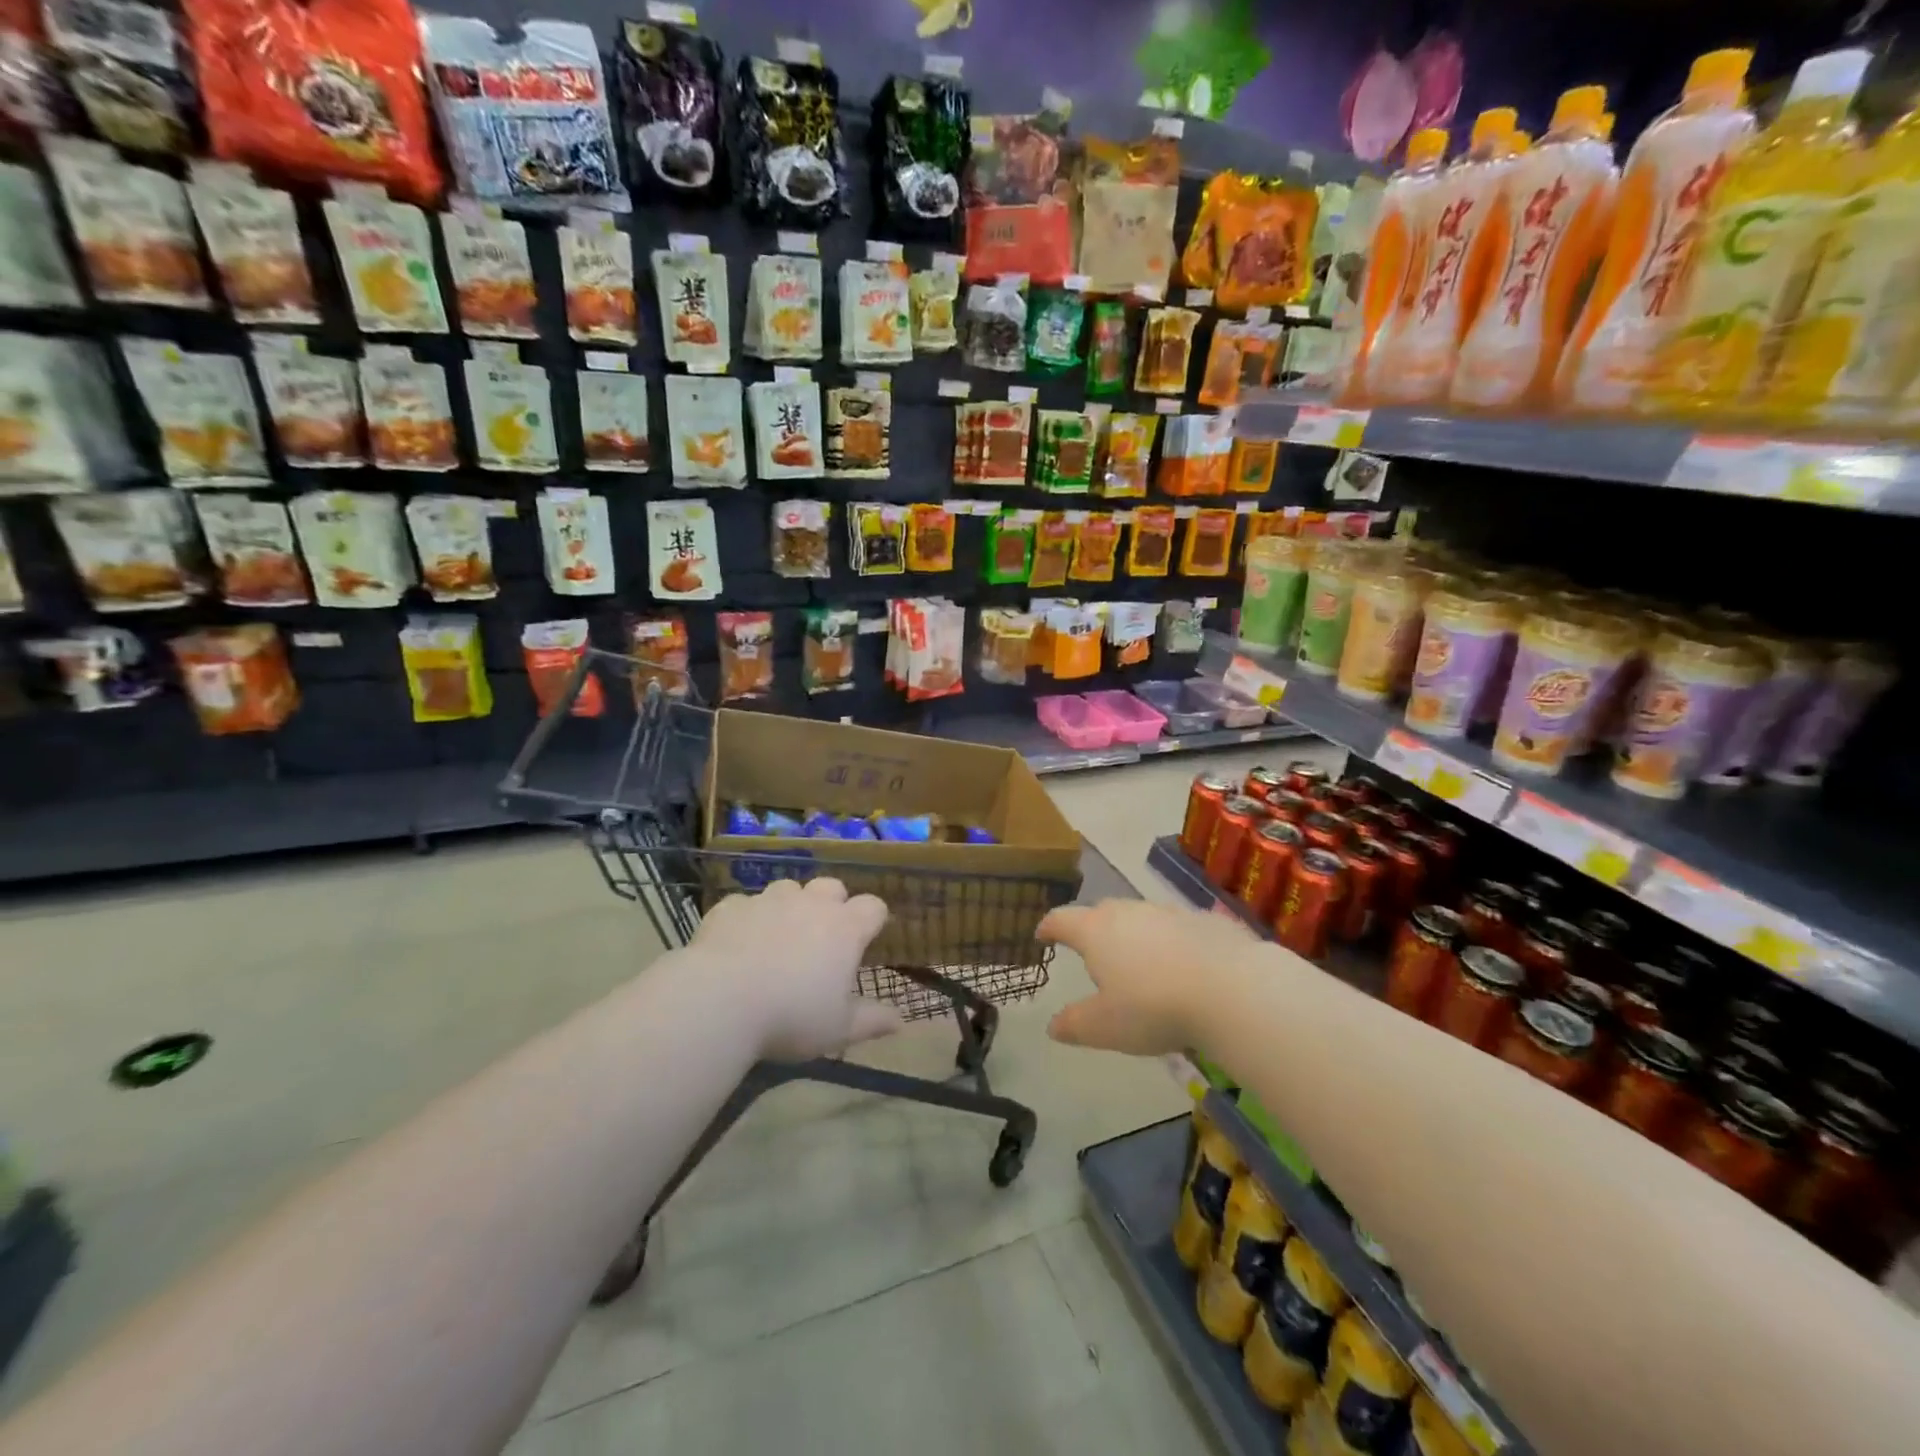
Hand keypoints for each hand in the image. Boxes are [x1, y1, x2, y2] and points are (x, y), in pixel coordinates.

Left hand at [692, 877, 901, 1060]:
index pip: (874, 906)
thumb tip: (900, 1020)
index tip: (866, 940)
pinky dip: (748, 919)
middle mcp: (811, 903)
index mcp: (845, 928)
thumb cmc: (791, 1017)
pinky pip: (746, 904)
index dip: (872, 920)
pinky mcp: (731, 906)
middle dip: (831, 904)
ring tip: (778, 937)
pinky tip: (737, 944)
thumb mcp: (838, 1030)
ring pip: (788, 888)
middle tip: (821, 938)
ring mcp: (769, 900)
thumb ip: (871, 1021)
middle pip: (832, 886)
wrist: (720, 1001)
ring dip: (790, 906)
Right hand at [1039, 899, 1258, 1055]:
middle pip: (1101, 912)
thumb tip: (1052, 1025)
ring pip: (1141, 918)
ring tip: (1138, 962)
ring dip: (1134, 934)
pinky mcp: (1204, 921)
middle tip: (1091, 951)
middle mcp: (1128, 912)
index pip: (1062, 920)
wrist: (1231, 989)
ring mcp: (1168, 913)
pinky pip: (1178, 929)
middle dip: (1092, 928)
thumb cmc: (1153, 1007)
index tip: (1042, 935)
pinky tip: (1183, 967)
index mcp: (1096, 931)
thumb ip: (1074, 1024)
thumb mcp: (1105, 1027)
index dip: (1049, 928)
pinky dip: (1172, 943)